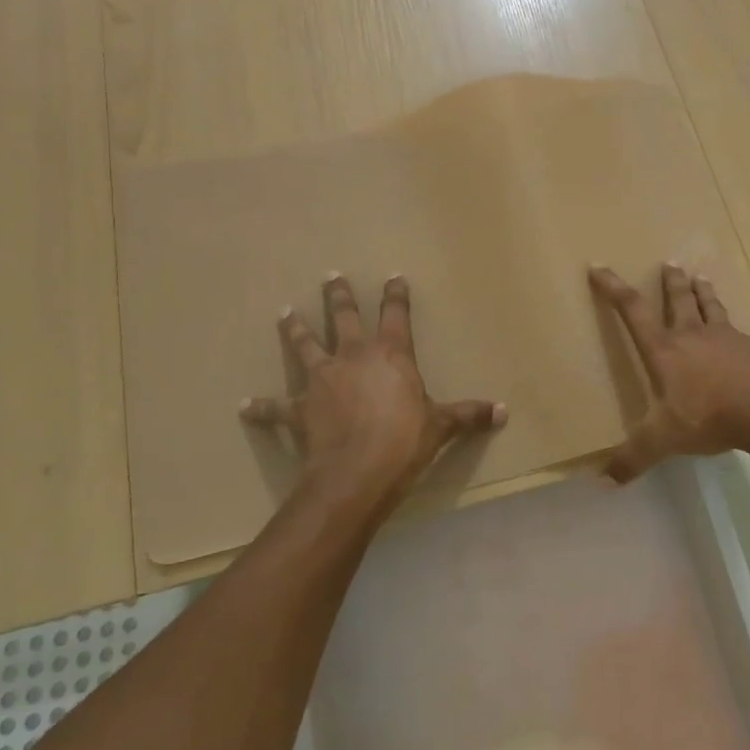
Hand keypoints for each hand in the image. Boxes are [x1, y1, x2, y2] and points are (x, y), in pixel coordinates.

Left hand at [242, 274, 505, 508]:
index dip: (396, 295)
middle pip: (343, 317)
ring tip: (284, 312)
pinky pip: (276, 407)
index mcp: (390, 354)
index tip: (393, 276)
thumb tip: (504, 411)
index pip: (395, 314)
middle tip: (330, 275)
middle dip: (338, 295)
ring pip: (305, 345)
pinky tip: (246, 405)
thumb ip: (469, 415)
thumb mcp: (441, 427)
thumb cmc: (404, 442)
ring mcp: (322, 380)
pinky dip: (262, 407)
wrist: (357, 474)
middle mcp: (353, 357)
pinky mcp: (298, 408)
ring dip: (294, 329)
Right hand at [590, 263, 749, 481]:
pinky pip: (736, 329)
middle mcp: (693, 336)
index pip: (633, 311)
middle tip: (669, 263)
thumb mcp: (663, 440)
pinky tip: (735, 331)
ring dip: (702, 292)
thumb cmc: (709, 417)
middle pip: (678, 300)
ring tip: (700, 277)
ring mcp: (727, 339)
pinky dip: (729, 323)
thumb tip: (603, 480)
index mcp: (665, 351)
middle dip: (670, 282)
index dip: (614, 288)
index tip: (600, 266)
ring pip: (710, 307)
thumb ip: (633, 458)